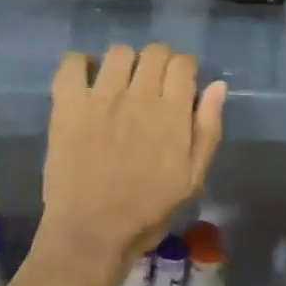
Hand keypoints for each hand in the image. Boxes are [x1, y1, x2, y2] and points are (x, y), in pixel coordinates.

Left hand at [40, 44, 226, 263]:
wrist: (91, 233)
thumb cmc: (147, 212)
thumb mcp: (192, 179)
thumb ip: (207, 130)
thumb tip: (217, 86)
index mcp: (171, 114)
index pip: (183, 63)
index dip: (185, 69)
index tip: (181, 86)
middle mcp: (138, 97)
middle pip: (154, 51)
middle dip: (159, 62)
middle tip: (153, 85)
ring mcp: (100, 98)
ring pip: (118, 52)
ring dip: (125, 63)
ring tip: (120, 84)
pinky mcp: (67, 106)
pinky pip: (71, 64)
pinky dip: (80, 64)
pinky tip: (86, 81)